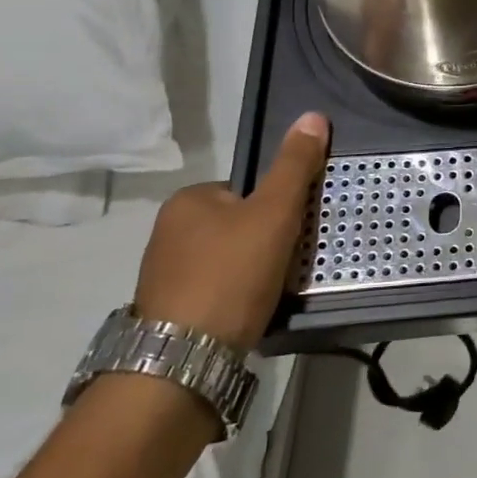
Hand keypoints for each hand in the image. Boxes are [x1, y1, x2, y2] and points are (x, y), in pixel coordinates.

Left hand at [132, 111, 329, 349]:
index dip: (275, 208)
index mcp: (187, 201)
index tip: (291, 232)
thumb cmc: (231, 274)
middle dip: (264, 242)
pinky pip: (215, 292)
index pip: (245, 190)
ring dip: (250, 273)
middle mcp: (166, 233)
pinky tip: (249, 313)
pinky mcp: (167, 314)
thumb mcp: (275, 212)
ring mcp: (163, 276)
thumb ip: (295, 166)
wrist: (184, 362)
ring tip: (270, 292)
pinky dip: (235, 299)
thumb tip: (314, 115)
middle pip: (238, 225)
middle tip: (286, 263)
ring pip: (227, 261)